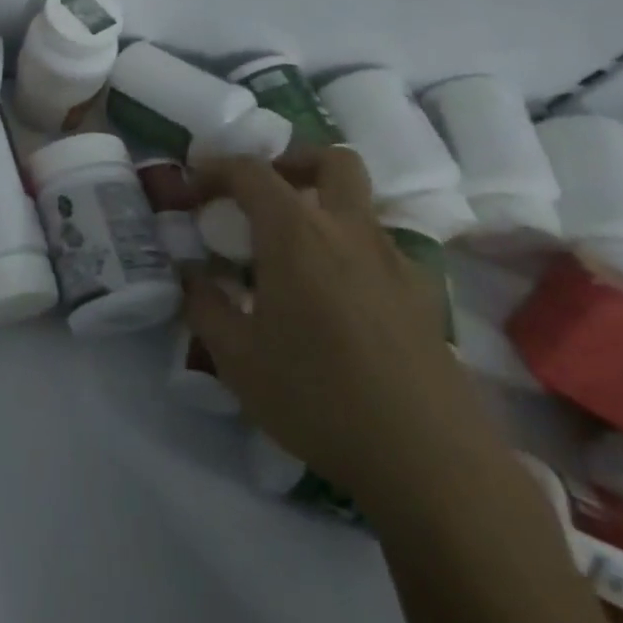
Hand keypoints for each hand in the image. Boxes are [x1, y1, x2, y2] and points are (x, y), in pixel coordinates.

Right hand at [183, 148, 498, 516]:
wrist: (430, 462)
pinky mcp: (423, 298)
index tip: (192, 189)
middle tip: (258, 196)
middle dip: (290, 162)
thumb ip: (204, 304)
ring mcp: (396, 263)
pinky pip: (380, 249)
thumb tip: (192, 274)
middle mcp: (350, 233)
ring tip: (288, 253)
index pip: (252, 172)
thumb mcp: (235, 356)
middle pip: (332, 161)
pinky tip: (331, 300)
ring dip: (322, 207)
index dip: (215, 169)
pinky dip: (349, 251)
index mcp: (297, 234)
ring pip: (361, 204)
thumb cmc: (316, 397)